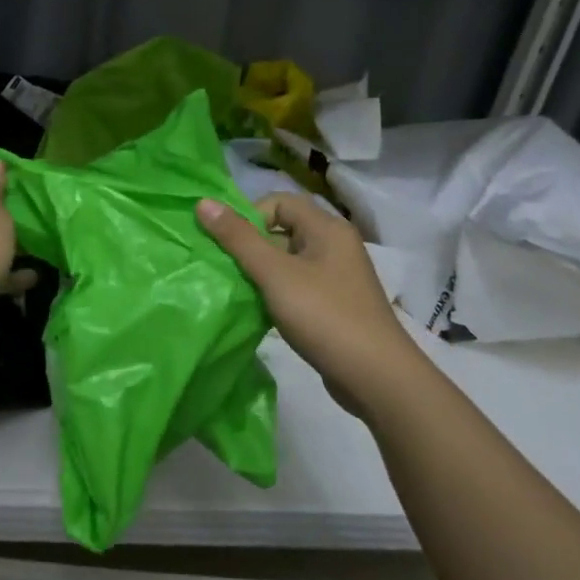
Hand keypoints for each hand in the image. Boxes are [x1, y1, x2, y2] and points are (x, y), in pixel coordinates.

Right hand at [197, 193, 417, 412]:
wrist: (376, 377)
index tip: (230, 245)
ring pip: (288, 260)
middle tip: (228, 269)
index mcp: (327, 228)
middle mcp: (335, 245)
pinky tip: (262, 312)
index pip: (279, 202)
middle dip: (251, 245)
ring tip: (241, 291)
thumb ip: (238, 238)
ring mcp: (337, 277)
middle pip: (283, 229)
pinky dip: (277, 292)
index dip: (250, 216)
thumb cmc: (324, 316)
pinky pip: (297, 285)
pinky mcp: (334, 304)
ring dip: (261, 271)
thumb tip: (203, 202)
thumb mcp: (275, 274)